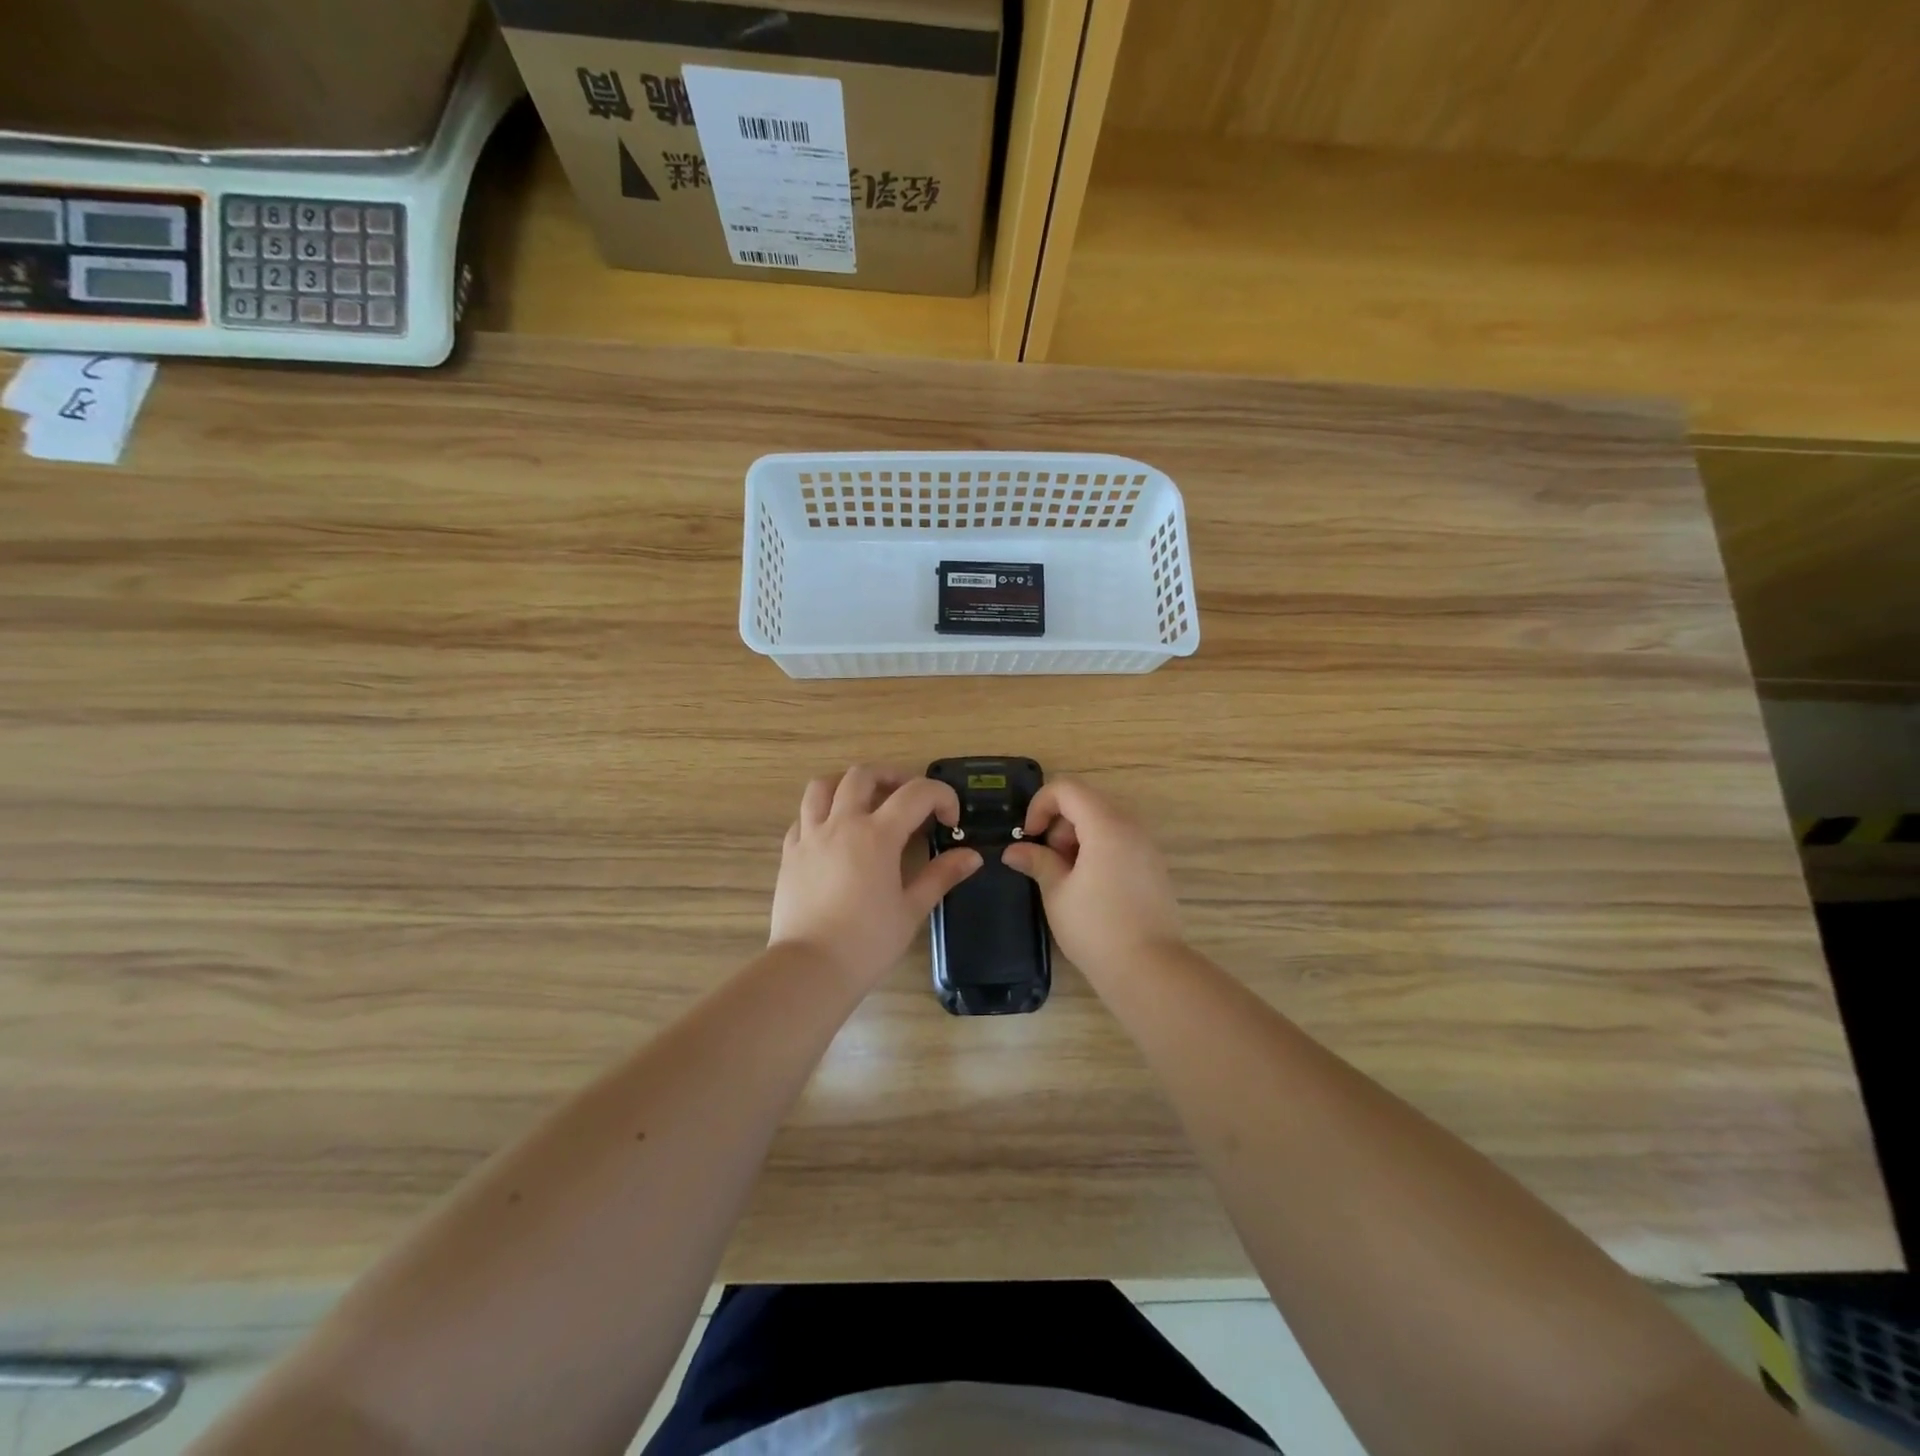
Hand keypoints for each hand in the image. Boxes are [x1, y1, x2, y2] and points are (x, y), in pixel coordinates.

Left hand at [769, 766, 982, 988]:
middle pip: (863, 775)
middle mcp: (841, 824)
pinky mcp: (789, 853)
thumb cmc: (868, 942)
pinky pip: (803, 817)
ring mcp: (810, 836)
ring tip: (865, 801)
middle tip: (908, 797)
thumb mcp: (912, 909)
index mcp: (877, 834)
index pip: (916, 793)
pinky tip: (834, 833)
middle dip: (892, 776)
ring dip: (847, 784)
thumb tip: (972, 855)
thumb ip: (941, 875)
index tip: (950, 820)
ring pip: (822, 786)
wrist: (810, 969)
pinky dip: (821, 813)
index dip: (941, 796)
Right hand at [1002, 779, 1183, 973]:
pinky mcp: (1154, 867)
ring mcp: (1147, 847)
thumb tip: (1014, 850)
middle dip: (1059, 824)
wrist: (1149, 969)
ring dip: (1077, 838)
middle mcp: (1131, 827)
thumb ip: (1037, 861)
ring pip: (1104, 822)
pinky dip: (1098, 850)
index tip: (1029, 835)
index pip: (1068, 789)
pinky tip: (1089, 887)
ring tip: (1066, 877)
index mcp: (1106, 826)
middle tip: (1047, 861)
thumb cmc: (1096, 928)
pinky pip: (1120, 841)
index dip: (1041, 804)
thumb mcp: (1057, 892)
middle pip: (1087, 802)